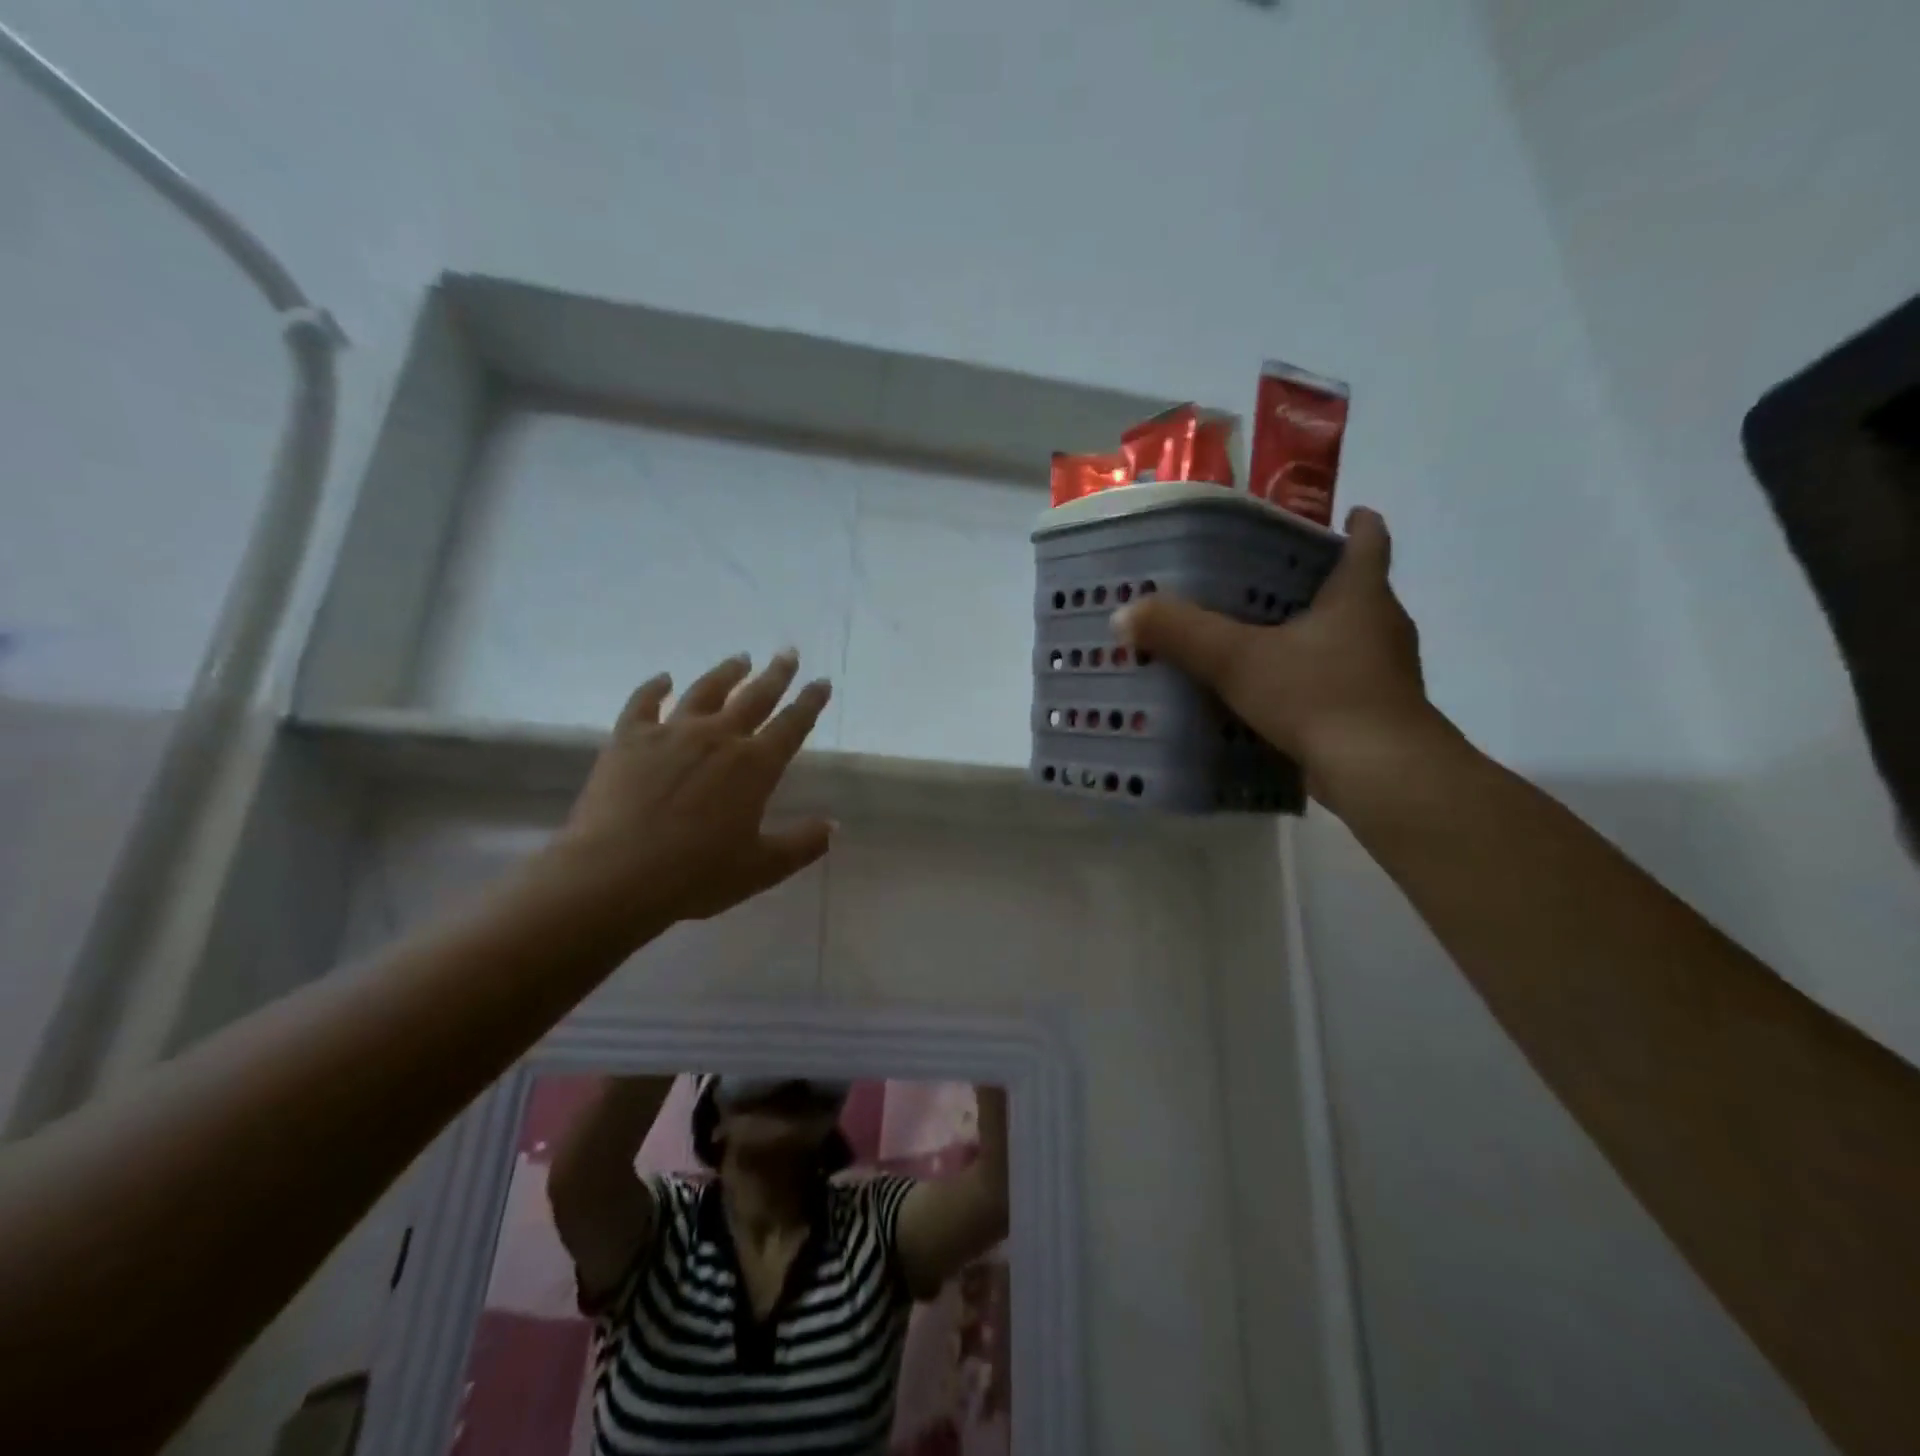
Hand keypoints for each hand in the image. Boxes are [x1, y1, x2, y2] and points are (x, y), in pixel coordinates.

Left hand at [549, 650, 832, 932]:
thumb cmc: (696, 875)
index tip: (821, 682)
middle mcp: (718, 738)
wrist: (615, 874)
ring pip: (706, 691)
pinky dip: (655, 687)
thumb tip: (833, 826)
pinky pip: (644, 702)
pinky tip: (663, 678)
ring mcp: (671, 733)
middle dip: (776, 675)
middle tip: (788, 653)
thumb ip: (802, 845)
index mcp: (755, 766)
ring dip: (727, 673)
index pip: (792, 725)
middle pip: (754, 697)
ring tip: (740, 658)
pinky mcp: (629, 738)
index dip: (810, 703)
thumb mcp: (761, 868)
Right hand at [1112, 508, 1436, 800]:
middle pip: (1356, 591)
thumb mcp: (1238, 659)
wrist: (1380, 774)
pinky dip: (1312, 682)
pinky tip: (1276, 696)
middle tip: (1267, 582)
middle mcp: (1382, 627)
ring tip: (1263, 639)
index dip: (1355, 524)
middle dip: (1317, 584)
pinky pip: (1340, 683)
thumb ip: (1182, 634)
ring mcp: (1384, 674)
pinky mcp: (1377, 715)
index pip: (1368, 541)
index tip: (1342, 514)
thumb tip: (1123, 614)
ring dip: (1314, 636)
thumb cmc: (1319, 696)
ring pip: (1348, 640)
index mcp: (1360, 596)